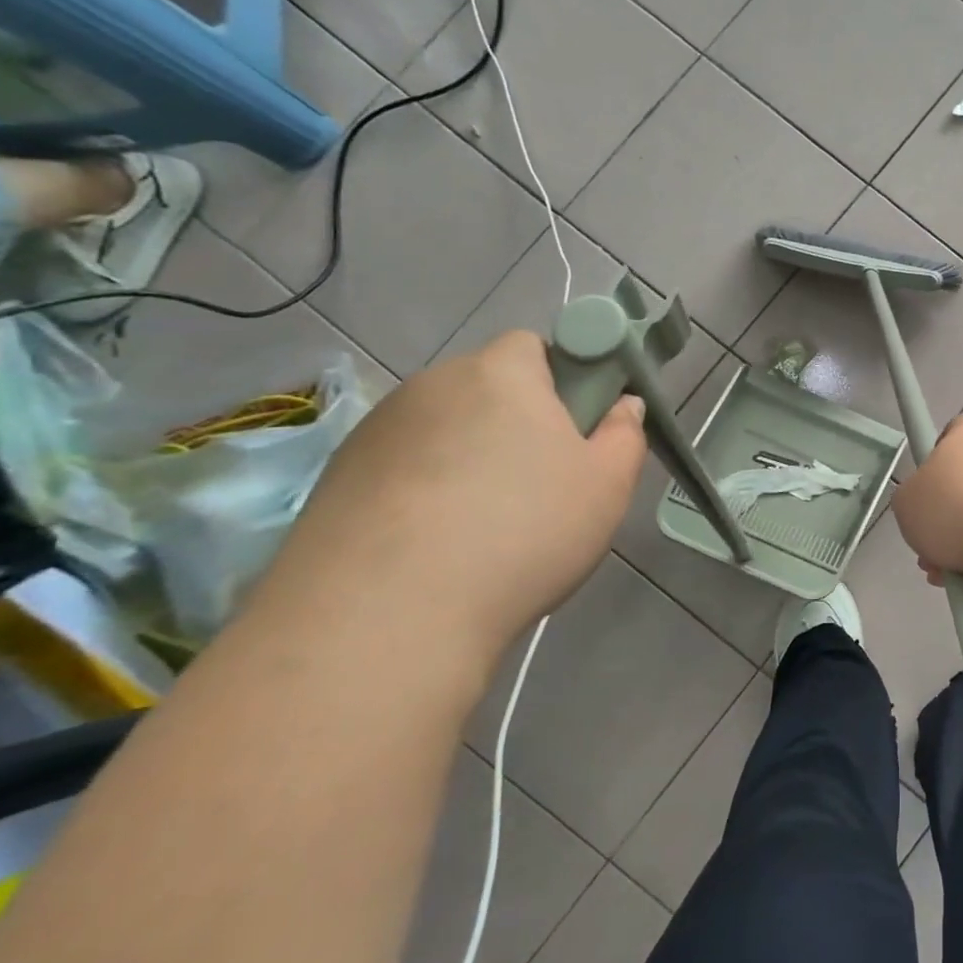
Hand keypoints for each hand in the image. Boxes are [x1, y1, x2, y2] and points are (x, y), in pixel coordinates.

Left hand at [258, 331, 646, 655]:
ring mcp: (376, 431)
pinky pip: (402, 469)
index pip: (534, 346)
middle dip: (516, 423)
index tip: (574, 432)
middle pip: (487, 389)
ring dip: (467, 458)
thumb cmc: (523, 532)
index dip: (562, 381)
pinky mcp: (337, 478)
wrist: (385, 615)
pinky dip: (423, 493)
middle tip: (542, 484)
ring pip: (444, 431)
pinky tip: (435, 547)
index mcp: (501, 373)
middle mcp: (432, 384)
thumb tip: (621, 405)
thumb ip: (624, 434)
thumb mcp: (606, 485)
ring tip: (483, 528)